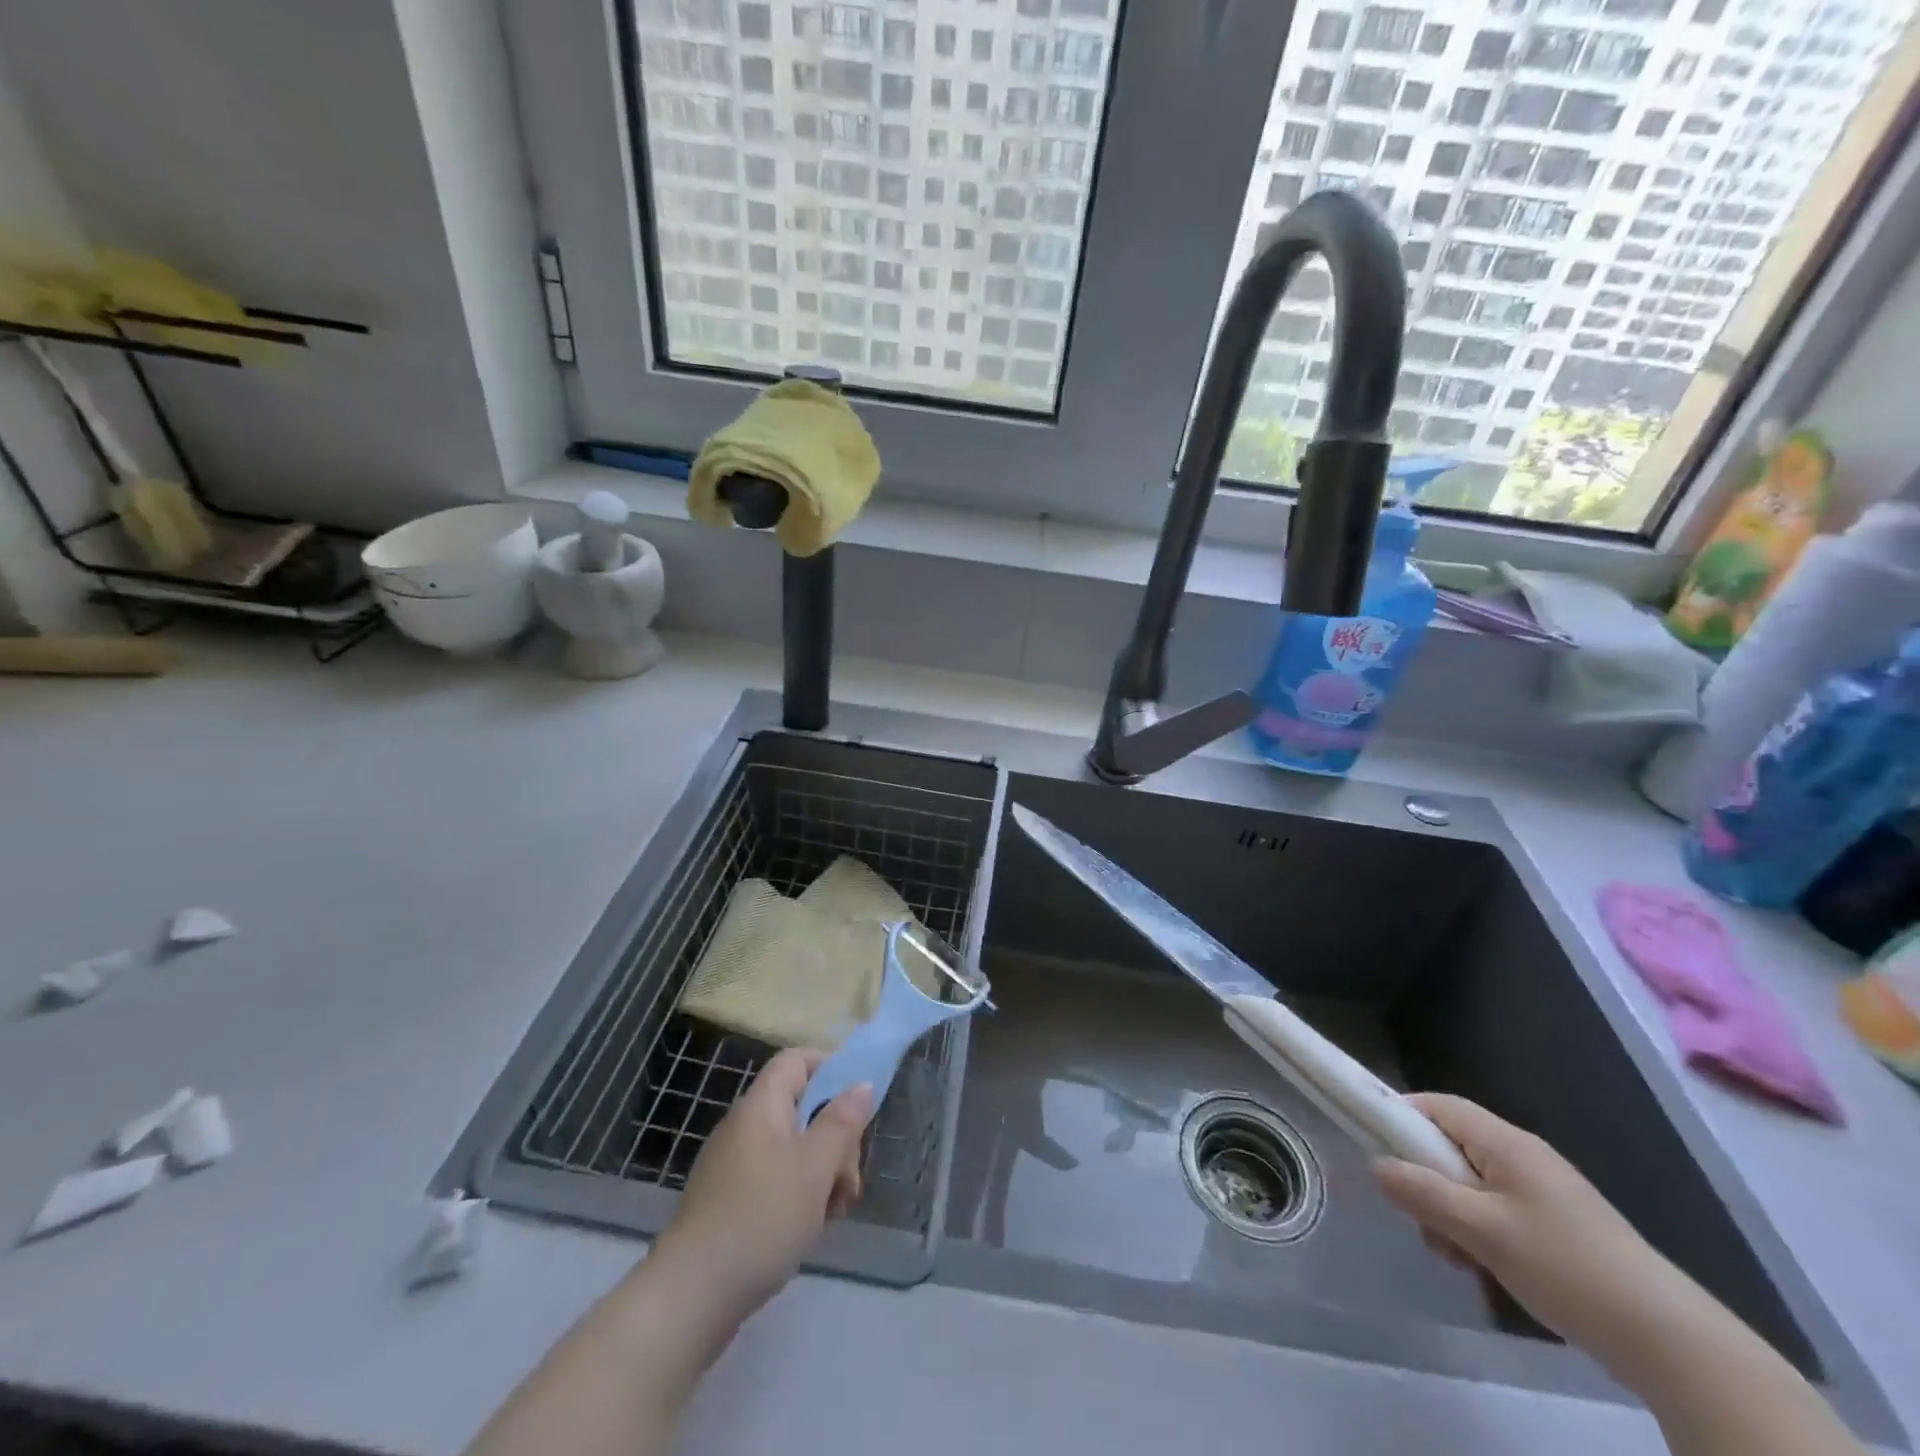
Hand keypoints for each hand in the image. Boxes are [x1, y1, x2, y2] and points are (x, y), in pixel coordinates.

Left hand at [650, 1048, 874, 1329]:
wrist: (691, 1296)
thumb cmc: (762, 1218)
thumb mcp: (815, 1168)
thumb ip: (842, 1122)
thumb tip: (861, 1084)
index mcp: (761, 1105)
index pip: (797, 1060)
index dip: (831, 1069)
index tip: (858, 1106)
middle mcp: (744, 1125)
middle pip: (801, 1106)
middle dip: (834, 1136)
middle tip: (848, 1179)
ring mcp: (732, 1164)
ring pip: (792, 1147)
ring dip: (821, 1171)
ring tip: (834, 1212)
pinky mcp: (727, 1199)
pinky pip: (773, 1177)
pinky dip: (797, 1193)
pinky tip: (808, 1228)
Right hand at [1373, 1094, 1687, 1368]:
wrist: (1671, 1341)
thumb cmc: (1566, 1268)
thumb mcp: (1482, 1231)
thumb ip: (1423, 1193)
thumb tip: (1375, 1164)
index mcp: (1505, 1142)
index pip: (1436, 1105)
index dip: (1399, 1117)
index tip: (1374, 1149)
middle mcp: (1523, 1155)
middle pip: (1450, 1145)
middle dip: (1424, 1178)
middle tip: (1418, 1219)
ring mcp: (1543, 1191)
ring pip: (1471, 1182)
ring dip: (1449, 1211)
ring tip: (1455, 1255)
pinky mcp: (1558, 1224)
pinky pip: (1497, 1209)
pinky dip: (1478, 1229)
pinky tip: (1484, 1267)